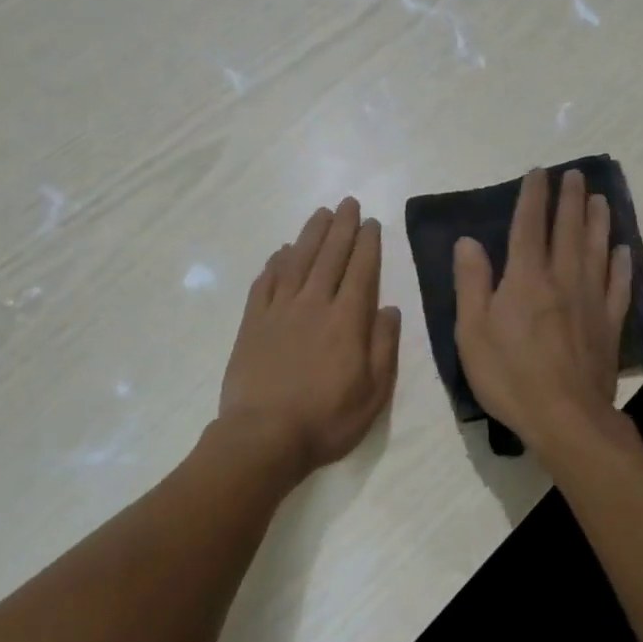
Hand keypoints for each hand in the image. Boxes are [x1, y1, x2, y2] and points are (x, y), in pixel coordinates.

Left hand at [218, 197, 401, 478]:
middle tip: (348, 203)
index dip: (368, 244)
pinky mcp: (253, 323)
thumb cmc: (326, 419)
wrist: (263, 437)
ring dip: (311, 234)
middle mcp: (313, 304)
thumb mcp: (374, 393)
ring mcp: (279, 311)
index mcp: (346, 320)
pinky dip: (276, 263)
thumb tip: (389, 308)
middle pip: (329, 256)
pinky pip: (265, 283)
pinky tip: (282, 252)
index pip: (361, 270)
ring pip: (297, 261)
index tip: (372, 222)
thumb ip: (384, 346)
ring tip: (321, 214)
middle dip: (342, 227)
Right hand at [453, 168, 631, 454]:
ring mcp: (591, 300)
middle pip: (568, 230)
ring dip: (597, 221)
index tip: (538, 173)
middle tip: (575, 175)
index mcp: (526, 278)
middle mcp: (562, 279)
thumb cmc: (509, 375)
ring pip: (596, 249)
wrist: (565, 417)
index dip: (533, 197)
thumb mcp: (472, 331)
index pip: (529, 226)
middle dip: (570, 199)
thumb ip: (472, 283)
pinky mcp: (609, 324)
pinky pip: (618, 285)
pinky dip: (621, 264)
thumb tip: (468, 241)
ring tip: (599, 199)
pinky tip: (623, 250)